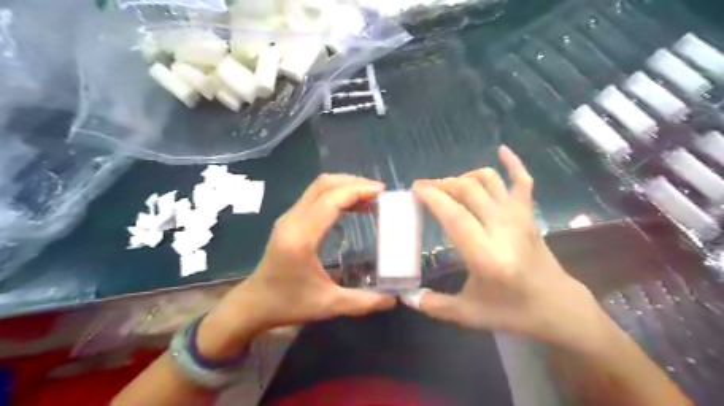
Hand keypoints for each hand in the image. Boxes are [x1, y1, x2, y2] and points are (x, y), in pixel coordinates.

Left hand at [201, 174, 395, 354]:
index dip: (358, 190)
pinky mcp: (289, 220)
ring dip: (344, 186)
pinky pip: (314, 196)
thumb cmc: (288, 305)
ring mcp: (288, 217)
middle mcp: (293, 220)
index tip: (382, 192)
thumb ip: (364, 302)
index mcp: (302, 237)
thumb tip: (394, 299)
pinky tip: (351, 207)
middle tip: (378, 193)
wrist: (253, 304)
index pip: (331, 200)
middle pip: (324, 184)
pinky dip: (335, 194)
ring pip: (318, 187)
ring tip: (369, 197)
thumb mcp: (329, 305)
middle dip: (353, 182)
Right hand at [405, 146, 606, 351]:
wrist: (557, 306)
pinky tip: (502, 150)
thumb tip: (405, 297)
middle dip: (442, 184)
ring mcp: (519, 217)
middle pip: (469, 191)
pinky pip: (522, 180)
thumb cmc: (512, 311)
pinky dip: (512, 162)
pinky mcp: (529, 214)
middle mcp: (504, 229)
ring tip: (449, 185)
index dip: (433, 197)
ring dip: (464, 177)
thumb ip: (434, 306)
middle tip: (425, 188)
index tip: (416, 189)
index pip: (455, 216)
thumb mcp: (469, 314)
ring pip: (489, 181)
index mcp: (487, 255)